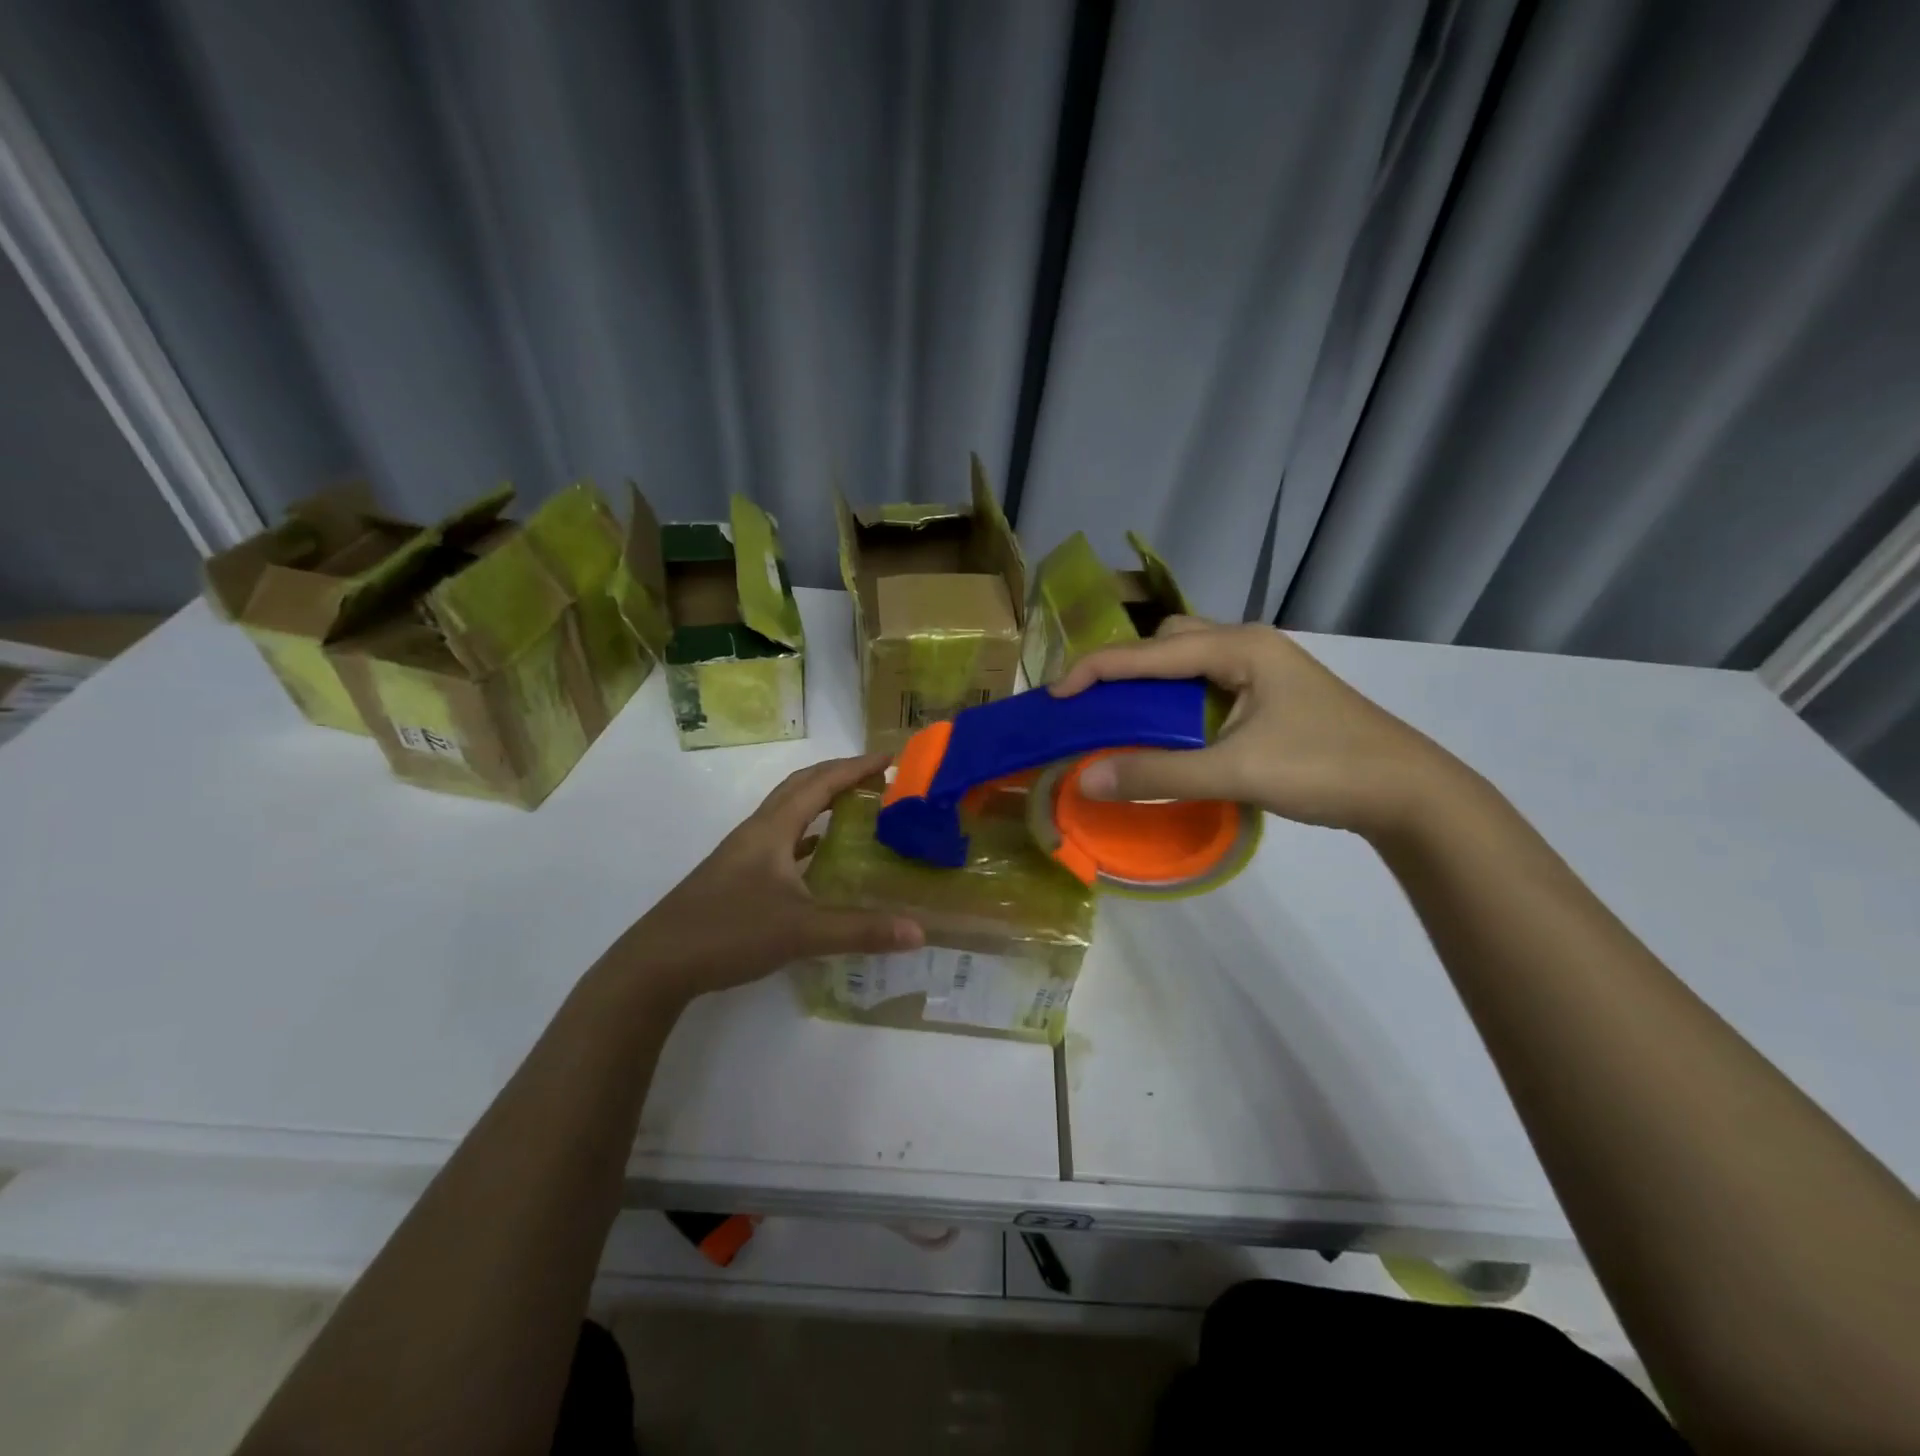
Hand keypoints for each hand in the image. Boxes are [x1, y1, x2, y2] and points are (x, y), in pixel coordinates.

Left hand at [609, 754, 924, 1004]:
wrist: (656, 965)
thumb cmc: (729, 933)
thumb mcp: (801, 932)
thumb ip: (860, 930)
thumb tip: (919, 931)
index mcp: (771, 830)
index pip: (820, 783)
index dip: (855, 767)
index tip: (890, 756)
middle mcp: (756, 833)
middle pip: (800, 788)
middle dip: (839, 775)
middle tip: (878, 777)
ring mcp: (743, 855)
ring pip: (788, 814)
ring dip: (821, 802)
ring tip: (857, 807)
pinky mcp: (736, 878)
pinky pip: (781, 842)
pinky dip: (807, 837)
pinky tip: (822, 857)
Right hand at [1050, 617, 1468, 840]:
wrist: (1409, 792)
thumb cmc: (1324, 768)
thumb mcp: (1235, 771)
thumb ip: (1157, 773)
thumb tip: (1085, 779)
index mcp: (1238, 646)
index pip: (1147, 651)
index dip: (1094, 670)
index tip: (1053, 698)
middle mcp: (1247, 644)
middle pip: (1166, 641)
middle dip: (1124, 667)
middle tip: (1092, 706)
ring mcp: (1262, 667)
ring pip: (1187, 661)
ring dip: (1151, 683)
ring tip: (1122, 718)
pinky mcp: (1270, 693)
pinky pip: (1205, 683)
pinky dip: (1175, 700)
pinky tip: (1168, 730)